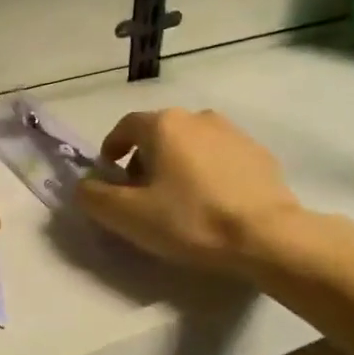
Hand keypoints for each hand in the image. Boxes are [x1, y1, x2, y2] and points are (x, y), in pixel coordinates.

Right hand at [75, 108, 300, 273]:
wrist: (269, 237)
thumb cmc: (190, 220)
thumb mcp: (127, 215)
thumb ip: (94, 197)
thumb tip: (84, 185)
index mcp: (164, 125)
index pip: (125, 127)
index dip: (111, 149)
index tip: (109, 176)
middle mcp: (198, 118)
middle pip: (159, 134)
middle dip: (143, 160)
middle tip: (141, 195)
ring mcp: (234, 133)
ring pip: (191, 145)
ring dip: (177, 166)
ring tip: (178, 201)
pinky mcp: (261, 155)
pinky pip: (220, 159)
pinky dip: (207, 174)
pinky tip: (211, 204)